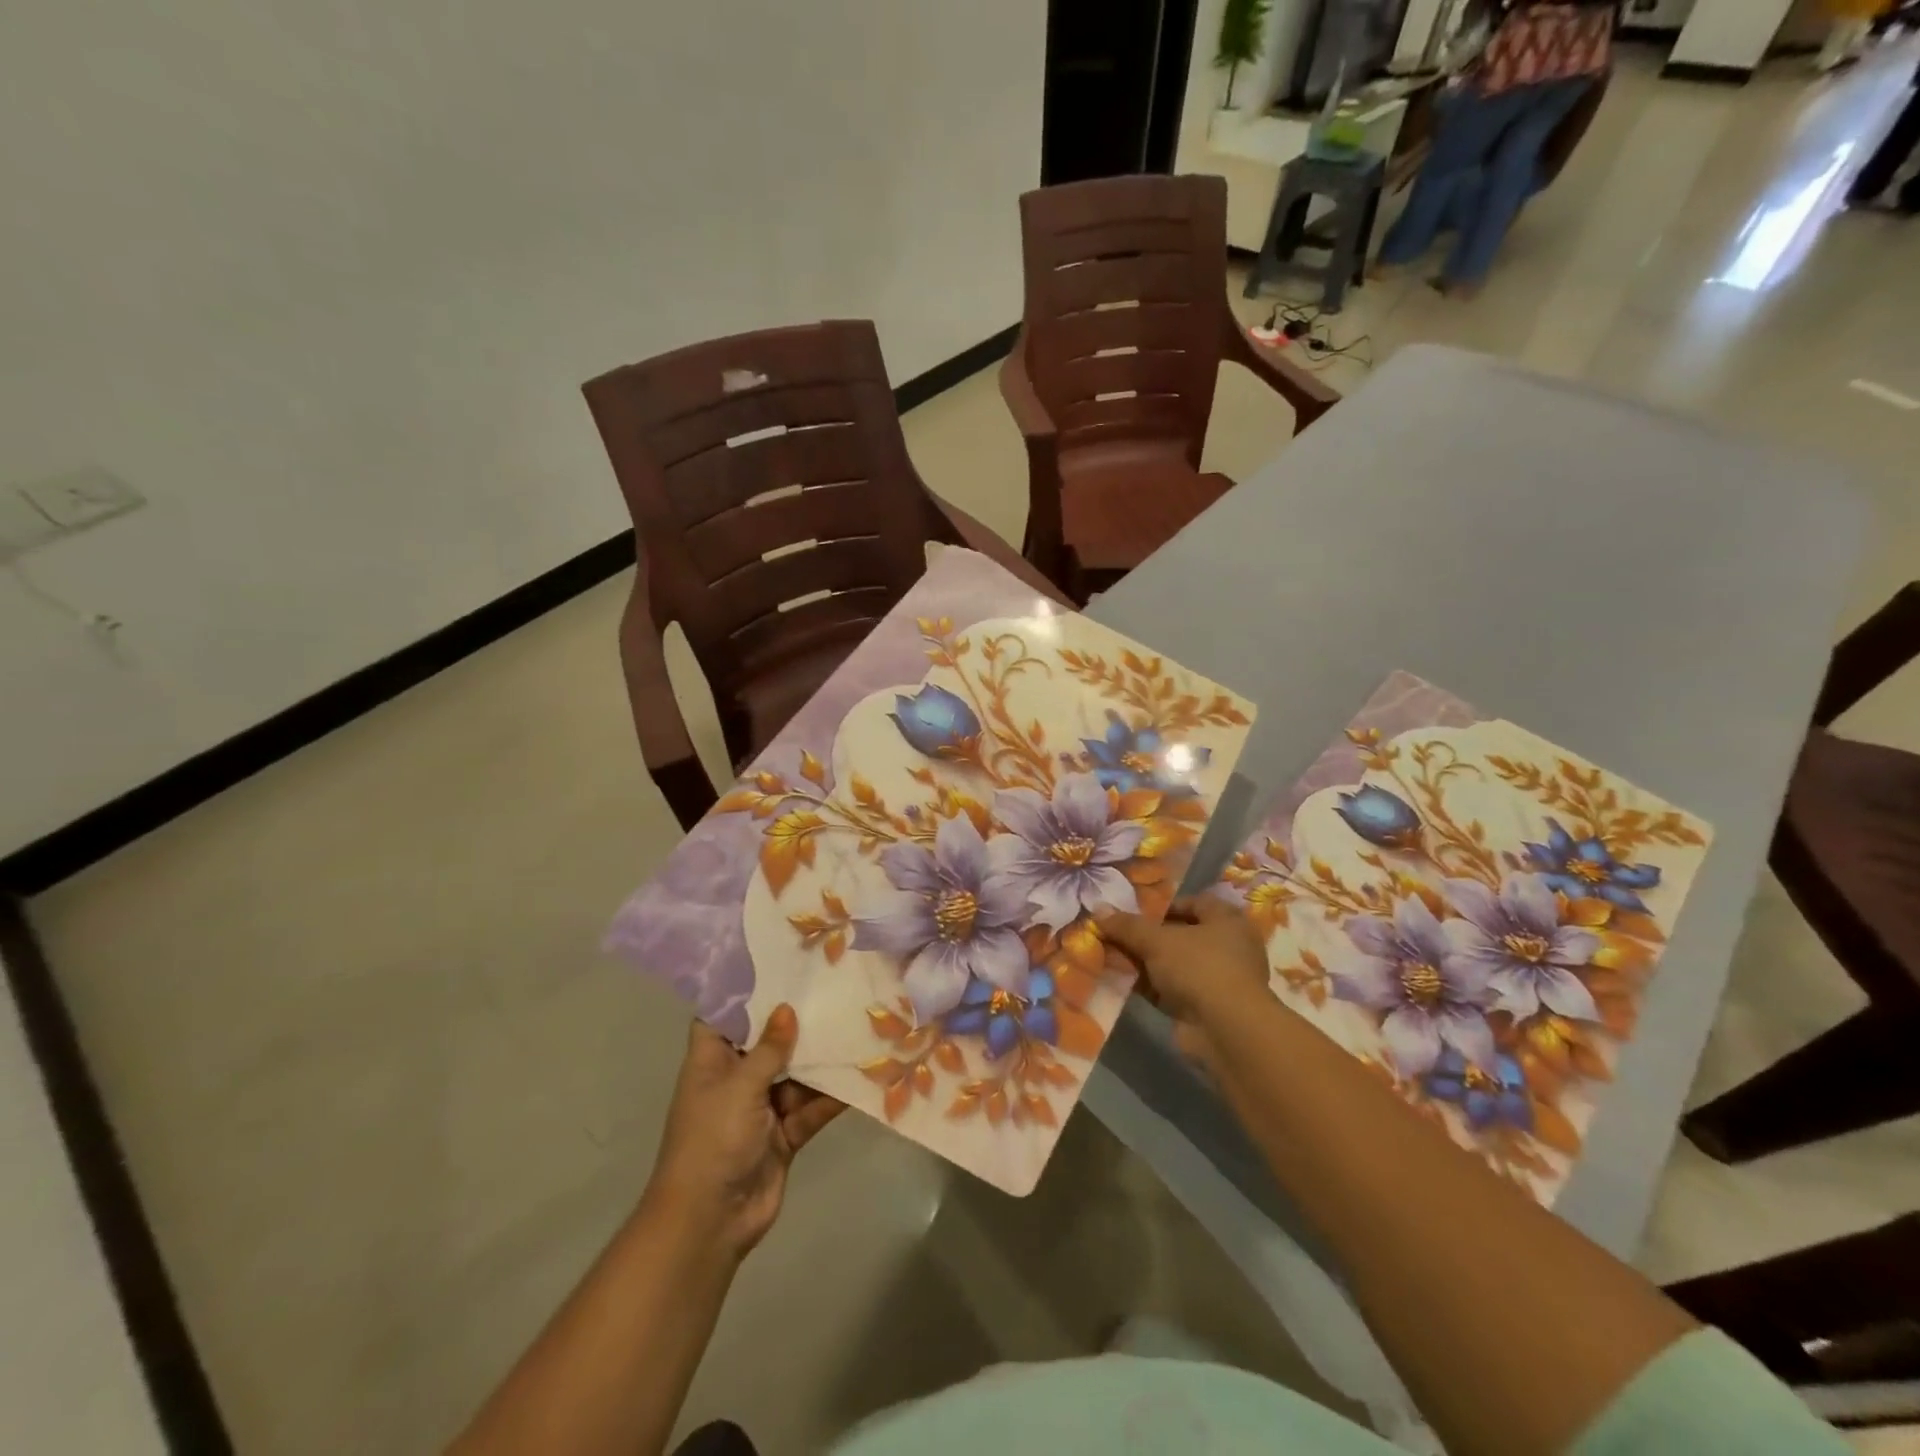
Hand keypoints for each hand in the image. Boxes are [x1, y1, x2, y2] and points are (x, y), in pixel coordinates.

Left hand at [644, 1005, 843, 1260]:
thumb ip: (768, 1048)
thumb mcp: (739, 1086)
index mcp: (712, 1062)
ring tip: (856, 1022)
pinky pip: (812, 1106)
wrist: (710, 1222)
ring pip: (796, 1073)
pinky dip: (833, 1095)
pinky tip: (863, 1073)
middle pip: (768, 1041)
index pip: (724, 1016)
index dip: (745, 991)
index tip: (778, 962)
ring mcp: (762, 1108)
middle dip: (796, 1021)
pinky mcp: (785, 1134)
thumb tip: (788, 1007)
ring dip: (821, 1058)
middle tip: (832, 985)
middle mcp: (736, 1079)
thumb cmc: (712, 1140)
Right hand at [1099, 896, 1271, 1061]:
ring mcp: (1217, 980)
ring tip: (1112, 956)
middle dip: (1149, 936)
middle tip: (1118, 934)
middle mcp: (1227, 948)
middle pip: (1181, 935)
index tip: (1136, 912)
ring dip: (1146, 963)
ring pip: (1174, 964)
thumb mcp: (1157, 940)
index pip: (1196, 903)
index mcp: (1227, 921)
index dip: (1165, 905)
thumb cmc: (1199, 967)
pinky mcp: (1205, 1008)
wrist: (1226, 1030)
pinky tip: (1122, 982)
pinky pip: (1171, 990)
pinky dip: (1150, 986)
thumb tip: (1098, 910)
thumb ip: (1128, 925)